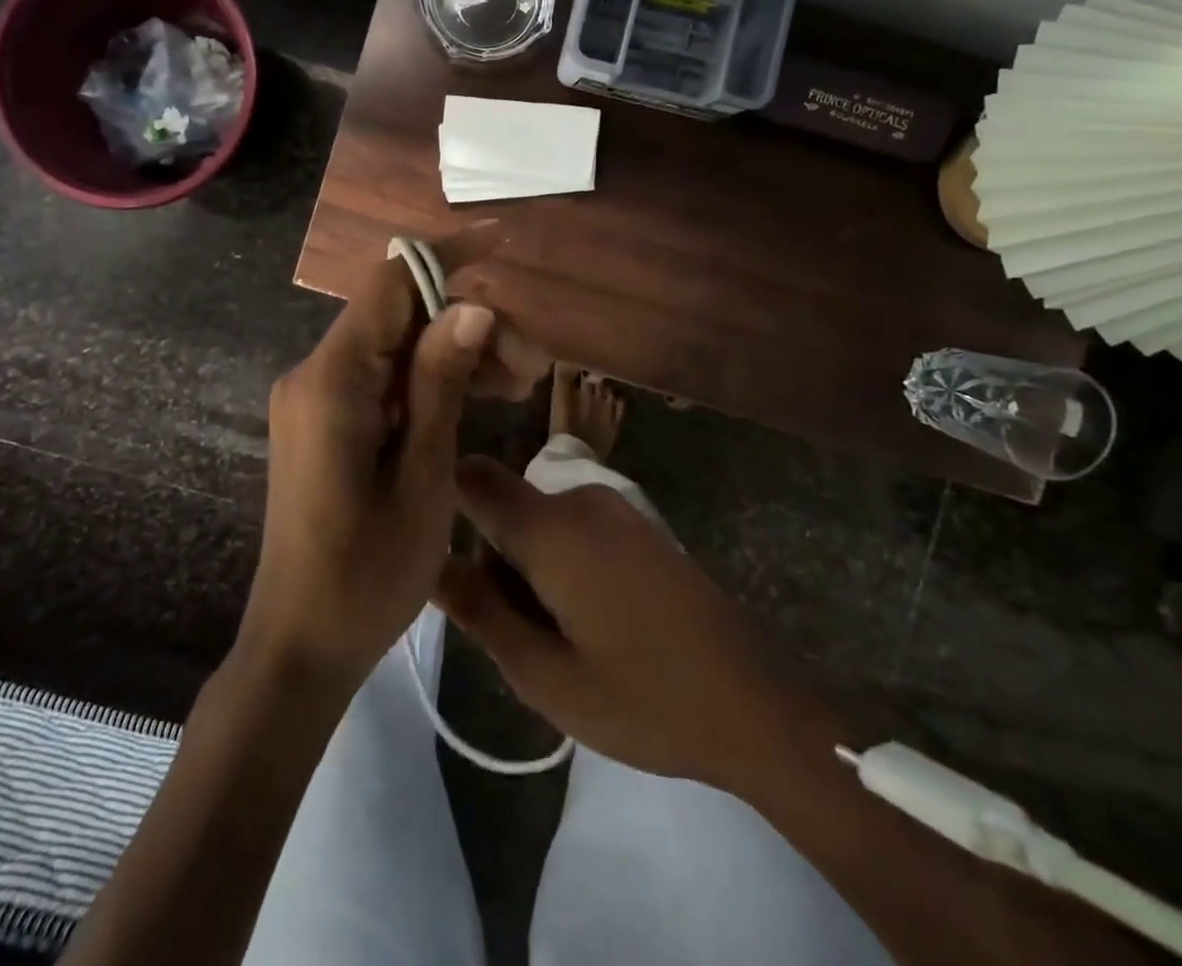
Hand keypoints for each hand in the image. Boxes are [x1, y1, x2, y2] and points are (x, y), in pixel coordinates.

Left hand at [241, 256, 546, 691]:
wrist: (301, 647)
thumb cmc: (368, 573)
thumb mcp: (423, 475)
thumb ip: (441, 382)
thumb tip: (471, 306)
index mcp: (333, 379)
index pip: (391, 282)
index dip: (447, 255)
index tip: (502, 243)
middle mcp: (315, 374)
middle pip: (399, 316)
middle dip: (467, 323)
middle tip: (529, 367)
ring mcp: (316, 399)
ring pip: (395, 348)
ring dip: (454, 355)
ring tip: (517, 387)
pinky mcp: (324, 423)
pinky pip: (382, 381)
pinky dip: (428, 383)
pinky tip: (475, 402)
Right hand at [435, 458, 839, 794]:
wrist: (755, 703)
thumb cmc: (643, 698)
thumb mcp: (545, 675)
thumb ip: (479, 612)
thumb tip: (427, 562)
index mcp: (550, 527)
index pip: (472, 478)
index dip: (440, 498)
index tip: (426, 543)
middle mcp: (579, 498)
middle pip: (504, 509)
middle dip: (494, 562)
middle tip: (517, 635)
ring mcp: (614, 507)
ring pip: (537, 522)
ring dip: (529, 570)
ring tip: (558, 639)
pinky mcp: (636, 523)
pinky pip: (571, 528)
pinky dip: (560, 565)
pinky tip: (592, 623)